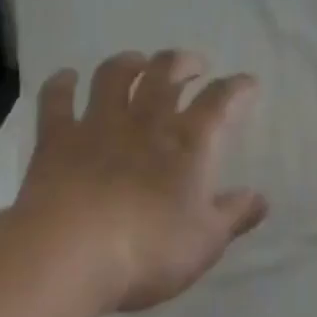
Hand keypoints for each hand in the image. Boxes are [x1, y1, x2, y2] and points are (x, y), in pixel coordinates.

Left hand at [16, 50, 269, 313]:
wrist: (70, 254)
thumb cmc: (149, 251)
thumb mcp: (206, 241)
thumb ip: (234, 215)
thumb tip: (260, 198)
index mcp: (188, 143)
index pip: (220, 101)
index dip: (237, 87)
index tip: (247, 83)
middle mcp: (144, 122)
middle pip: (166, 73)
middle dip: (183, 62)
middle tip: (192, 65)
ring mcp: (97, 125)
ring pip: (114, 75)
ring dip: (128, 62)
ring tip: (137, 62)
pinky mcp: (56, 139)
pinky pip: (56, 99)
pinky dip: (61, 84)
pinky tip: (66, 77)